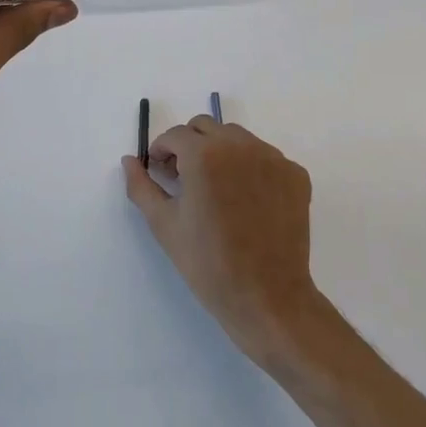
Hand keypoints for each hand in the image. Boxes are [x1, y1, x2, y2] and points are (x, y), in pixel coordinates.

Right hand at [122, 115, 321, 365]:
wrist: (268, 299)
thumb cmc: (208, 264)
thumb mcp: (164, 225)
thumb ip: (141, 186)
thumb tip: (129, 160)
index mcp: (204, 154)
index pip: (176, 135)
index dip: (163, 150)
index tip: (161, 171)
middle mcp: (240, 145)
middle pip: (206, 127)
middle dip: (190, 144)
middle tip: (185, 177)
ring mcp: (273, 157)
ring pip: (237, 138)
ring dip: (221, 151)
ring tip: (217, 189)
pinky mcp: (295, 174)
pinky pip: (266, 157)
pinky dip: (251, 168)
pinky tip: (247, 201)